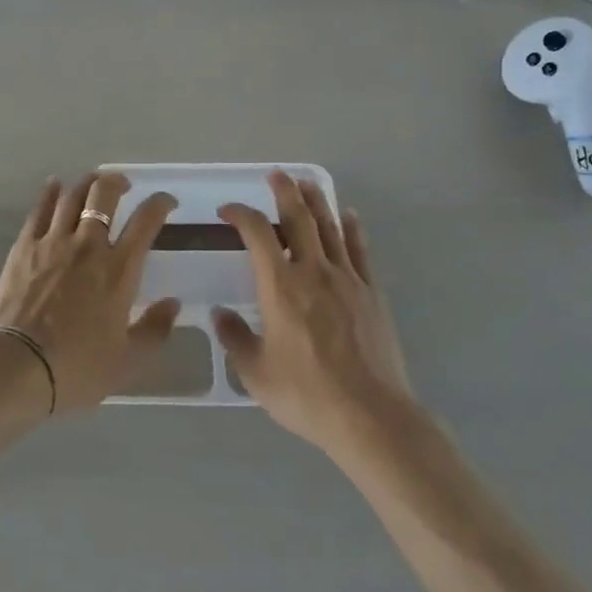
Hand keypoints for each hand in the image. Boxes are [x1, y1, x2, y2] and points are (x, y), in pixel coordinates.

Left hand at [0, 172, 180, 412]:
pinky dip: (50, 193)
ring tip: (93, 181)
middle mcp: (89, 246)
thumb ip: (154, 330)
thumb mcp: (127, 361)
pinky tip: (54, 185)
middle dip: (117, 182)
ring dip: (86, 182)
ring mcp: (53, 242)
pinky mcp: (24, 246)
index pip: (146, 222)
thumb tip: (172, 304)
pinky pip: (39, 209)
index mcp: (119, 270)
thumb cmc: (76, 368)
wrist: (16, 367)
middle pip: (105, 195)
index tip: (166, 201)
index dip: (160, 204)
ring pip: (72, 195)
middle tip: (124, 185)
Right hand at [213, 171, 414, 452]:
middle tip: (276, 175)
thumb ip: (235, 338)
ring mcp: (347, 279)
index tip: (228, 211)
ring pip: (330, 227)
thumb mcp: (256, 373)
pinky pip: (360, 250)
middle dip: (284, 192)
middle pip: (298, 218)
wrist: (370, 416)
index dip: (240, 214)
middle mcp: (312, 272)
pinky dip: (352, 228)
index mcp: (279, 286)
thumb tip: (219, 314)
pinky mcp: (372, 293)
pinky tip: (349, 215)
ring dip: (317, 200)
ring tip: (307, 182)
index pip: (257, 234)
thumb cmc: (306, 394)